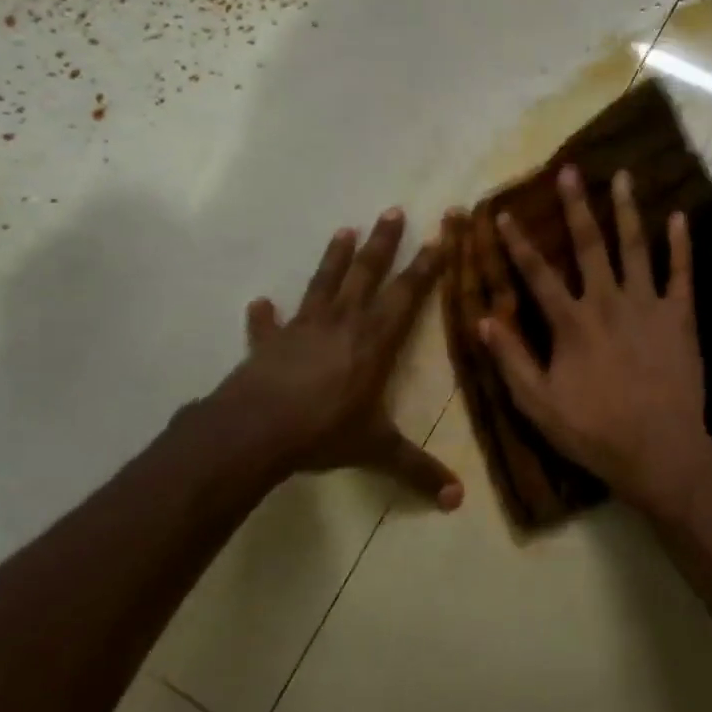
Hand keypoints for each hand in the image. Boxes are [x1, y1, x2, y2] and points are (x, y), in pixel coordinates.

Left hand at [203, 209, 461, 508]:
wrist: (254, 432)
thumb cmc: (323, 432)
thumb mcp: (376, 450)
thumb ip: (416, 470)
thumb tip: (458, 502)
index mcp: (374, 340)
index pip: (407, 293)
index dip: (427, 263)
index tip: (442, 232)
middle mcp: (342, 323)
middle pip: (367, 274)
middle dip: (384, 243)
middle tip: (393, 210)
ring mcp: (302, 329)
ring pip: (323, 284)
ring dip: (335, 258)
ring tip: (344, 229)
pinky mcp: (268, 345)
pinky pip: (267, 326)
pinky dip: (263, 317)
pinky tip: (259, 303)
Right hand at [477, 165, 711, 522]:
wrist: (659, 451)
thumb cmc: (594, 431)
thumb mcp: (538, 405)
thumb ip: (512, 359)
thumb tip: (485, 318)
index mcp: (572, 323)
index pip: (538, 274)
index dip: (518, 243)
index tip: (504, 213)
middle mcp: (608, 303)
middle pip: (589, 245)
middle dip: (576, 206)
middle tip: (570, 171)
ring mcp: (648, 306)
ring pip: (635, 248)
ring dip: (627, 210)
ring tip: (623, 176)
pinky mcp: (680, 318)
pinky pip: (681, 274)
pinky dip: (680, 245)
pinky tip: (678, 217)